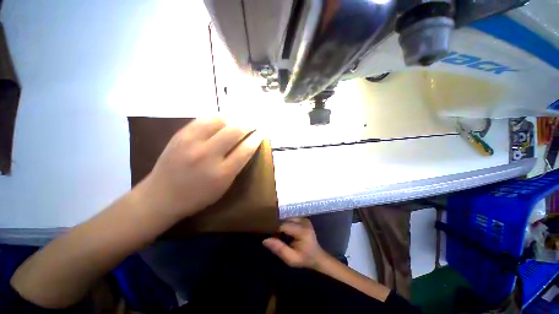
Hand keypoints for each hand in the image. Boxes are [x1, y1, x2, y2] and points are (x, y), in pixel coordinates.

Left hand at [138, 118, 262, 219]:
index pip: (246, 149)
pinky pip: (203, 119)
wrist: (161, 196)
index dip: (257, 138)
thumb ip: (237, 166)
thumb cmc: (197, 196)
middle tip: (256, 120)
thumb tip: (248, 145)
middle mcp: (207, 155)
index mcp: (221, 173)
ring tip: (244, 115)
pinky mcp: (180, 135)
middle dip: (249, 124)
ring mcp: (192, 143)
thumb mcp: (223, 187)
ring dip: (235, 116)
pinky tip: (225, 115)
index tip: (263, 132)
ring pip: (219, 121)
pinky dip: (218, 115)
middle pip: (235, 131)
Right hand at [263, 218, 326, 268]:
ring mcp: (304, 219)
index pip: (284, 226)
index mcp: (302, 231)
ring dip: (283, 226)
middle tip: (279, 238)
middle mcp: (304, 221)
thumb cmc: (304, 259)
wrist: (317, 256)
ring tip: (283, 236)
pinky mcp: (304, 219)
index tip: (274, 239)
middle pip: (285, 221)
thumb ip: (279, 249)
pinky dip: (287, 224)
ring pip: (287, 219)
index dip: (276, 231)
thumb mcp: (291, 259)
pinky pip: (291, 219)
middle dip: (280, 228)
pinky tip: (288, 232)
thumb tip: (265, 240)